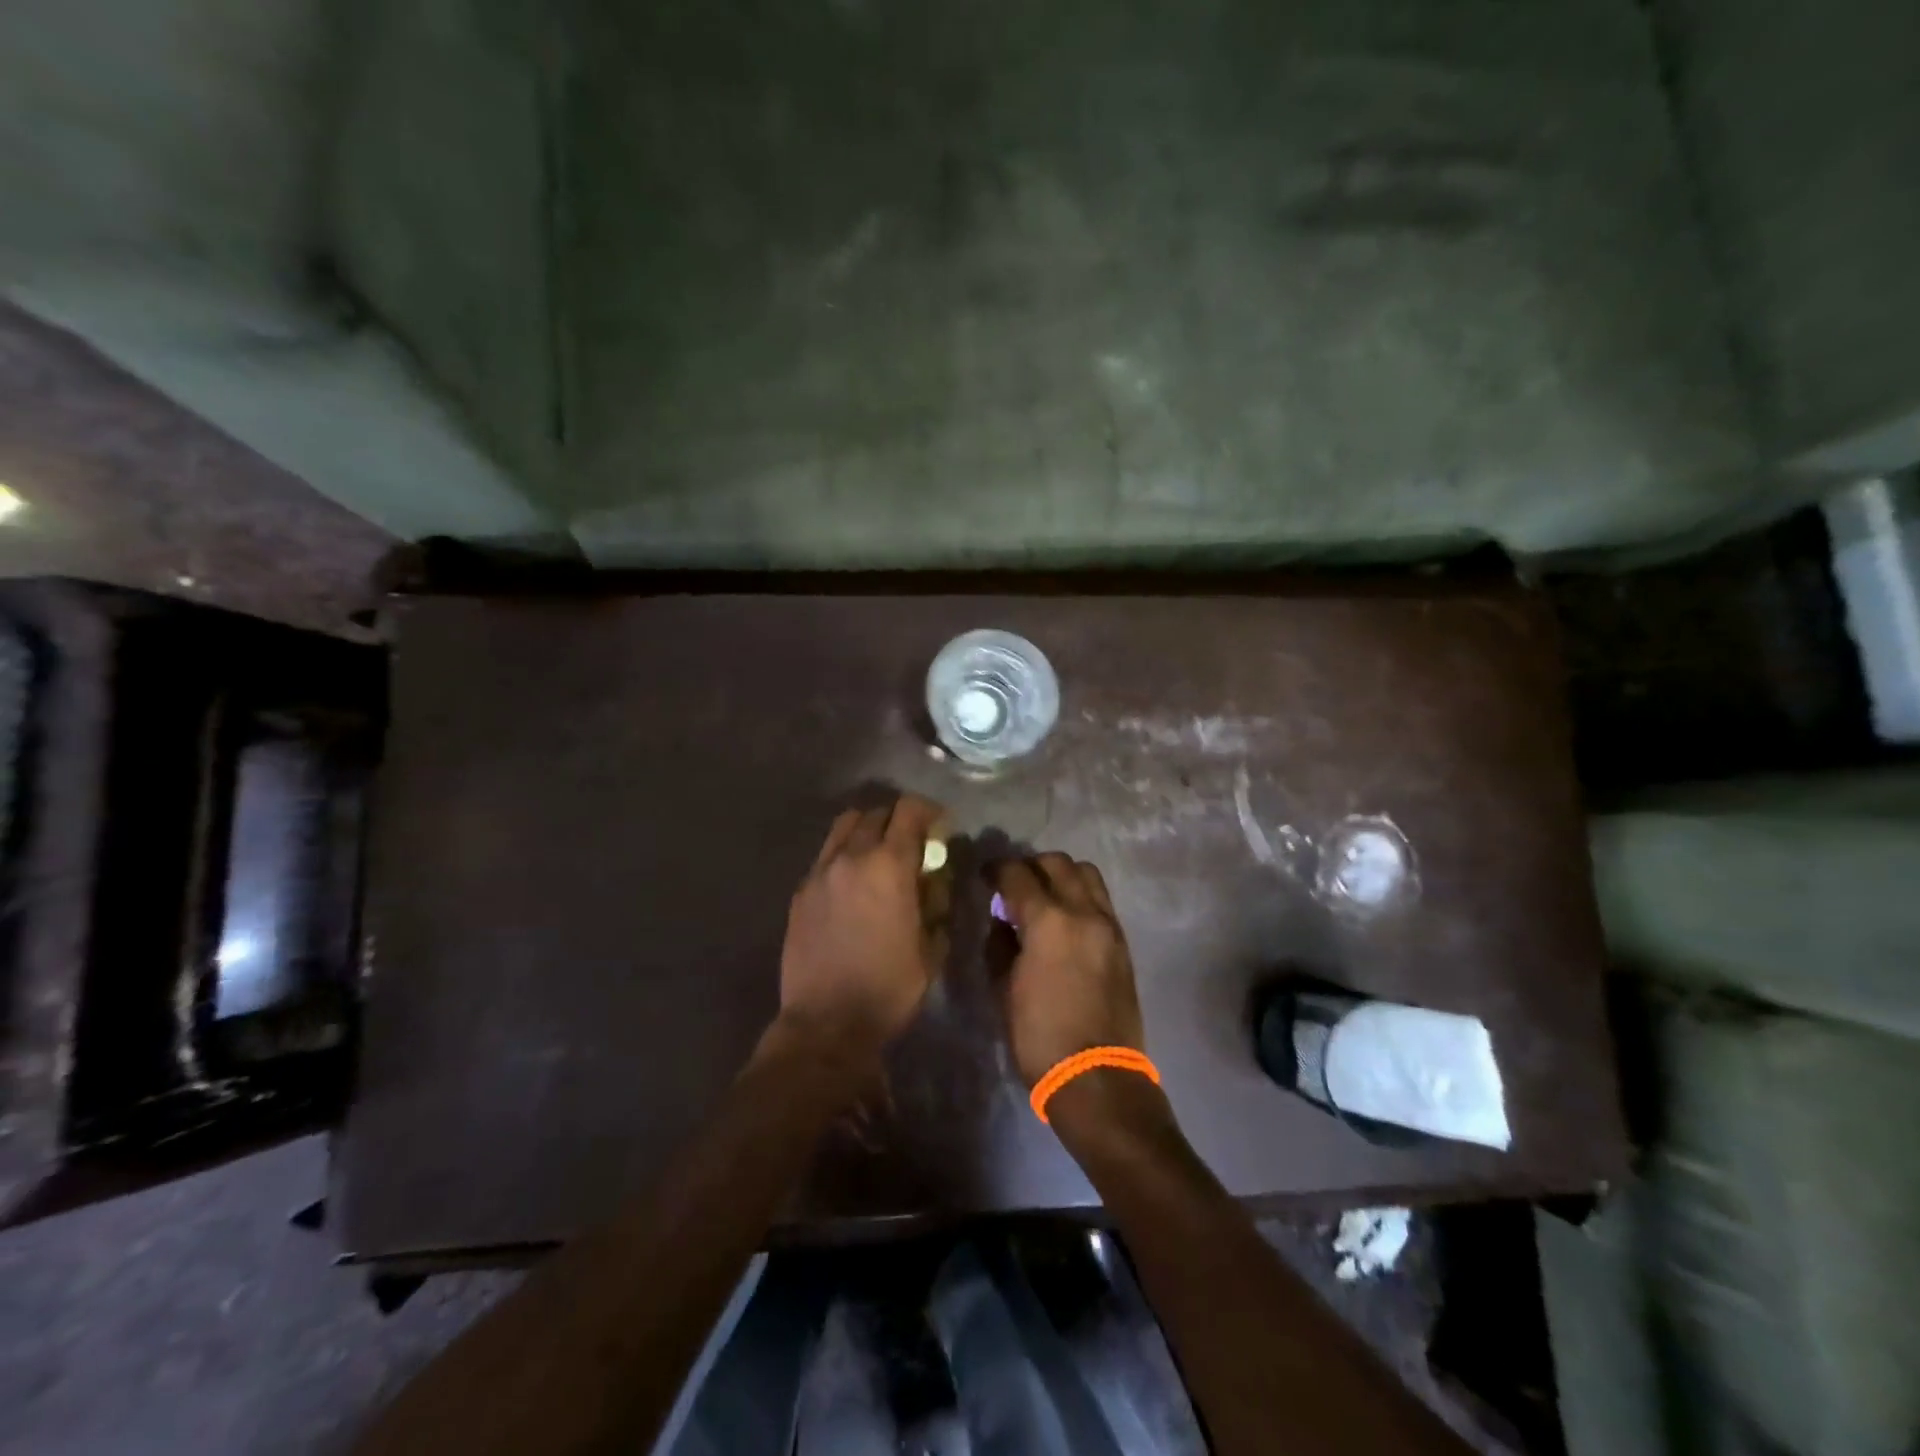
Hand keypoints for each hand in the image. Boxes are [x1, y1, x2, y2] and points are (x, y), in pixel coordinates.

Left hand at [779, 795, 949, 1052]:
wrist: (826, 1023)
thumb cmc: (889, 988)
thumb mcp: (931, 947)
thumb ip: (937, 902)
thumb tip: (935, 879)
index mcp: (889, 865)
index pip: (910, 811)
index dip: (929, 811)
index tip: (940, 826)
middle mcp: (851, 856)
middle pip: (876, 812)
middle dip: (899, 819)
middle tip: (912, 842)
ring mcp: (820, 872)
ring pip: (845, 826)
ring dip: (867, 830)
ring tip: (879, 855)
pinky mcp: (800, 891)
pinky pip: (826, 855)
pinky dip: (844, 854)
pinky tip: (852, 883)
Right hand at [992, 853, 1145, 1088]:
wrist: (1097, 1077)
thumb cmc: (1039, 1036)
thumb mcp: (1003, 989)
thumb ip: (1000, 944)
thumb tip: (1002, 920)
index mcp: (1048, 921)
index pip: (1018, 874)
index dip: (996, 870)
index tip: (985, 877)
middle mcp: (1083, 912)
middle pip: (1057, 863)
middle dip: (1031, 866)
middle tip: (1013, 885)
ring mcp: (1109, 925)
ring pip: (1086, 874)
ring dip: (1061, 875)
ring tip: (1043, 896)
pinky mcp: (1123, 942)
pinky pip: (1100, 900)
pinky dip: (1080, 896)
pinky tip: (1064, 920)